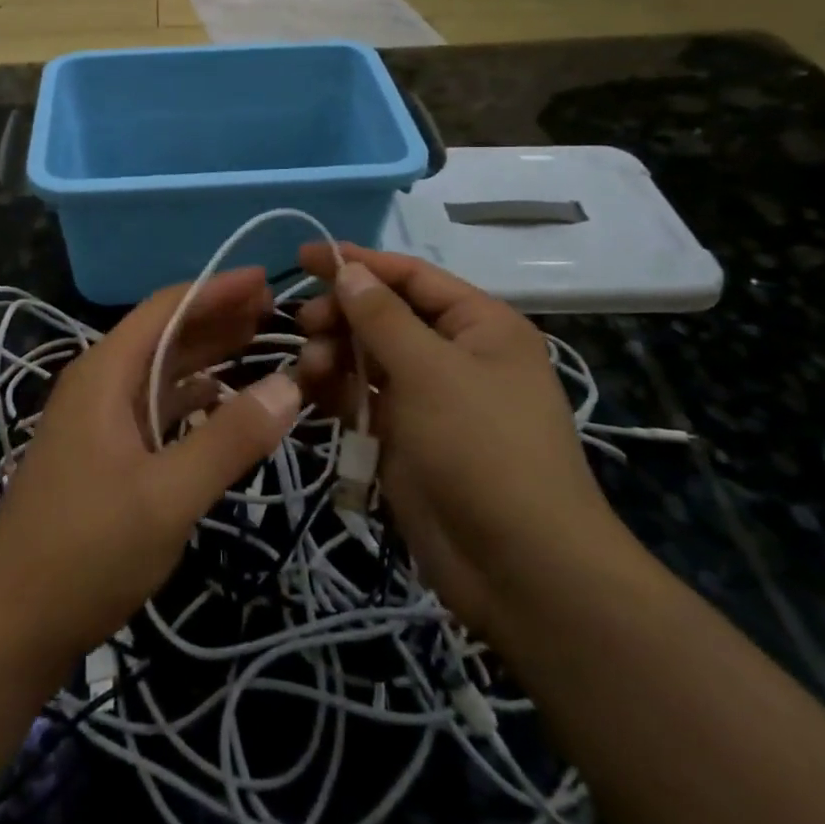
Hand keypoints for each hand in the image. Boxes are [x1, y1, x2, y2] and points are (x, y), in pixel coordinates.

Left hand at [0, 267, 301, 662]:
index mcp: (106, 373)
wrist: (11, 623)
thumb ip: (229, 438)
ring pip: (161, 372)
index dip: (216, 289)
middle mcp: (100, 384)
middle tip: (277, 313)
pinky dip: (192, 398)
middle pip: (165, 334)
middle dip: (217, 318)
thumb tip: (289, 384)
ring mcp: (98, 420)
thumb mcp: (168, 496)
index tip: (267, 280)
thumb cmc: (86, 550)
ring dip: (207, 356)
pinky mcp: (104, 454)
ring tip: (260, 346)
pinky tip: (222, 403)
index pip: (166, 308)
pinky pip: (155, 408)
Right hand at [294, 245, 623, 630]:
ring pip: (368, 358)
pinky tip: (309, 392)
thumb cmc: (482, 448)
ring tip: (310, 369)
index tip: (306, 257)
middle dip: (342, 315)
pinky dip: (336, 391)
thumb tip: (348, 270)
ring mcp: (430, 399)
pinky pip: (363, 399)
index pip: (412, 277)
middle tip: (305, 325)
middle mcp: (455, 354)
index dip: (360, 262)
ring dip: (334, 355)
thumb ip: (381, 317)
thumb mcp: (430, 371)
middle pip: (385, 316)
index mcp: (479, 325)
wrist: (519, 567)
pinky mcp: (406, 438)